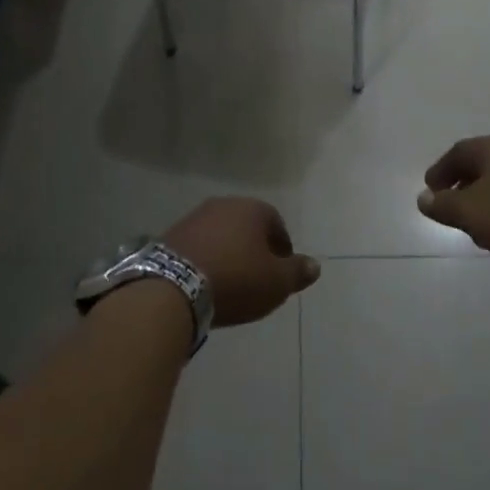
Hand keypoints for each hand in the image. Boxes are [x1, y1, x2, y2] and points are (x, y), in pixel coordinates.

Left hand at [163, 198, 319, 326]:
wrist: (175, 286)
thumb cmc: (236, 279)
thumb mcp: (276, 282)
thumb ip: (297, 272)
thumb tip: (315, 265)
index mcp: (253, 209)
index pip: (276, 223)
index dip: (282, 248)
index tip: (281, 272)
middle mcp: (224, 204)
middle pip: (247, 225)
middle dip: (255, 248)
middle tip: (258, 277)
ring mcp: (196, 216)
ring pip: (222, 233)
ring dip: (229, 252)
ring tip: (231, 281)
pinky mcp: (174, 233)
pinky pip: (200, 244)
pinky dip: (208, 258)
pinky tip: (207, 280)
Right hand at [416, 135, 489, 283]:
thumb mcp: (474, 214)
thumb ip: (445, 206)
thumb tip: (423, 198)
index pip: (457, 153)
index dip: (440, 171)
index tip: (430, 191)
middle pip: (482, 166)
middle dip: (464, 187)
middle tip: (453, 210)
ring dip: (489, 204)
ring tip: (482, 230)